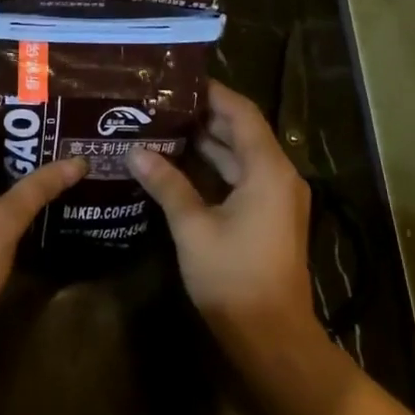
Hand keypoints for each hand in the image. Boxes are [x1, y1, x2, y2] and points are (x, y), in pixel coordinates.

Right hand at [127, 80, 316, 353]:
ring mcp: (276, 198)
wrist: (271, 335)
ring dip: (207, 143)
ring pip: (240, 157)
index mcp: (268, 169)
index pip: (241, 113)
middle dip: (203, 116)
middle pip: (242, 132)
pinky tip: (179, 165)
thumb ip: (167, 184)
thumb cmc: (233, 276)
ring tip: (163, 126)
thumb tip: (135, 152)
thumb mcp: (193, 227)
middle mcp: (279, 176)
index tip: (177, 79)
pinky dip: (214, 168)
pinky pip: (241, 178)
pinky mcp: (269, 217)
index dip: (212, 93)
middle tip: (160, 102)